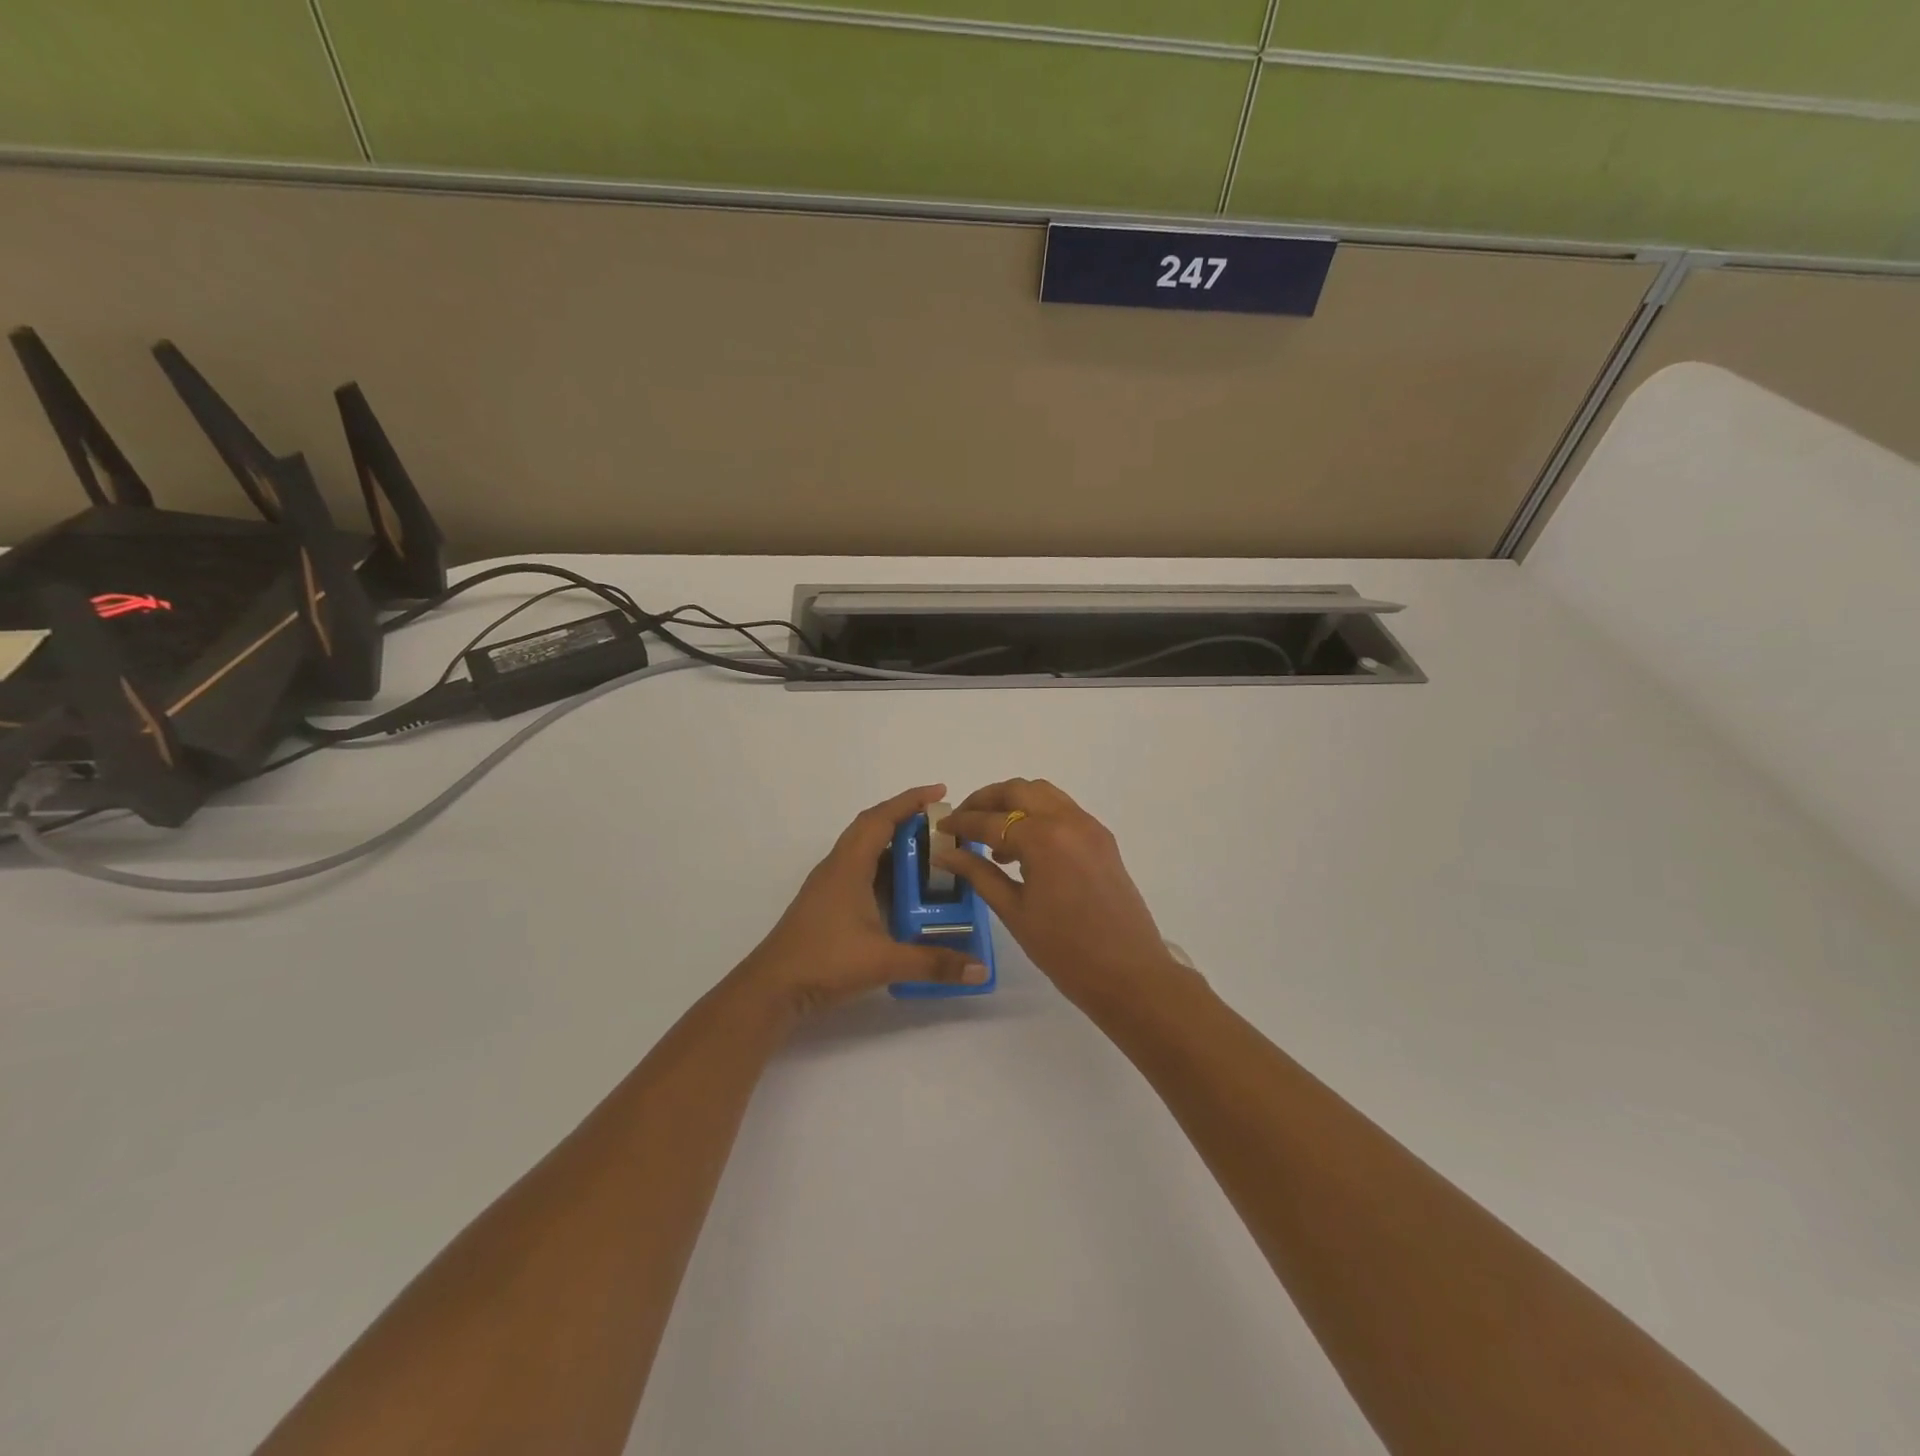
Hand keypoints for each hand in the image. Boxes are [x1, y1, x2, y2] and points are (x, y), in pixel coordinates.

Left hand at [736, 784, 992, 1017]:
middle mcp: (837, 867)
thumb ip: (934, 962)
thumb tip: (981, 969)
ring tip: (929, 852)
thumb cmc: (825, 962)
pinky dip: (883, 867)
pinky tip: (902, 889)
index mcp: (849, 866)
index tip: (940, 792)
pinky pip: (859, 869)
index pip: (881, 819)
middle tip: (940, 824)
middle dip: (905, 818)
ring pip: (864, 849)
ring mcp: (829, 885)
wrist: (772, 988)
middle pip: (871, 827)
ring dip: (893, 844)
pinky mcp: (827, 903)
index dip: (910, 801)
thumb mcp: (885, 961)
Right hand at [936, 779, 1190, 1010]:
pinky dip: (1037, 815)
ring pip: (1043, 794)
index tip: (940, 829)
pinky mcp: (1102, 838)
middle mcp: (1067, 820)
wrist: (1130, 974)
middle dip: (985, 800)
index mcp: (1043, 838)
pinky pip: (1063, 810)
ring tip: (991, 836)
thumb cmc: (1065, 950)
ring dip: (1013, 803)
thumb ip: (978, 873)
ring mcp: (1089, 826)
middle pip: (1017, 790)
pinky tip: (1023, 847)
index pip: (990, 820)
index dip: (961, 823)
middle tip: (963, 820)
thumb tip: (946, 853)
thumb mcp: (1014, 912)